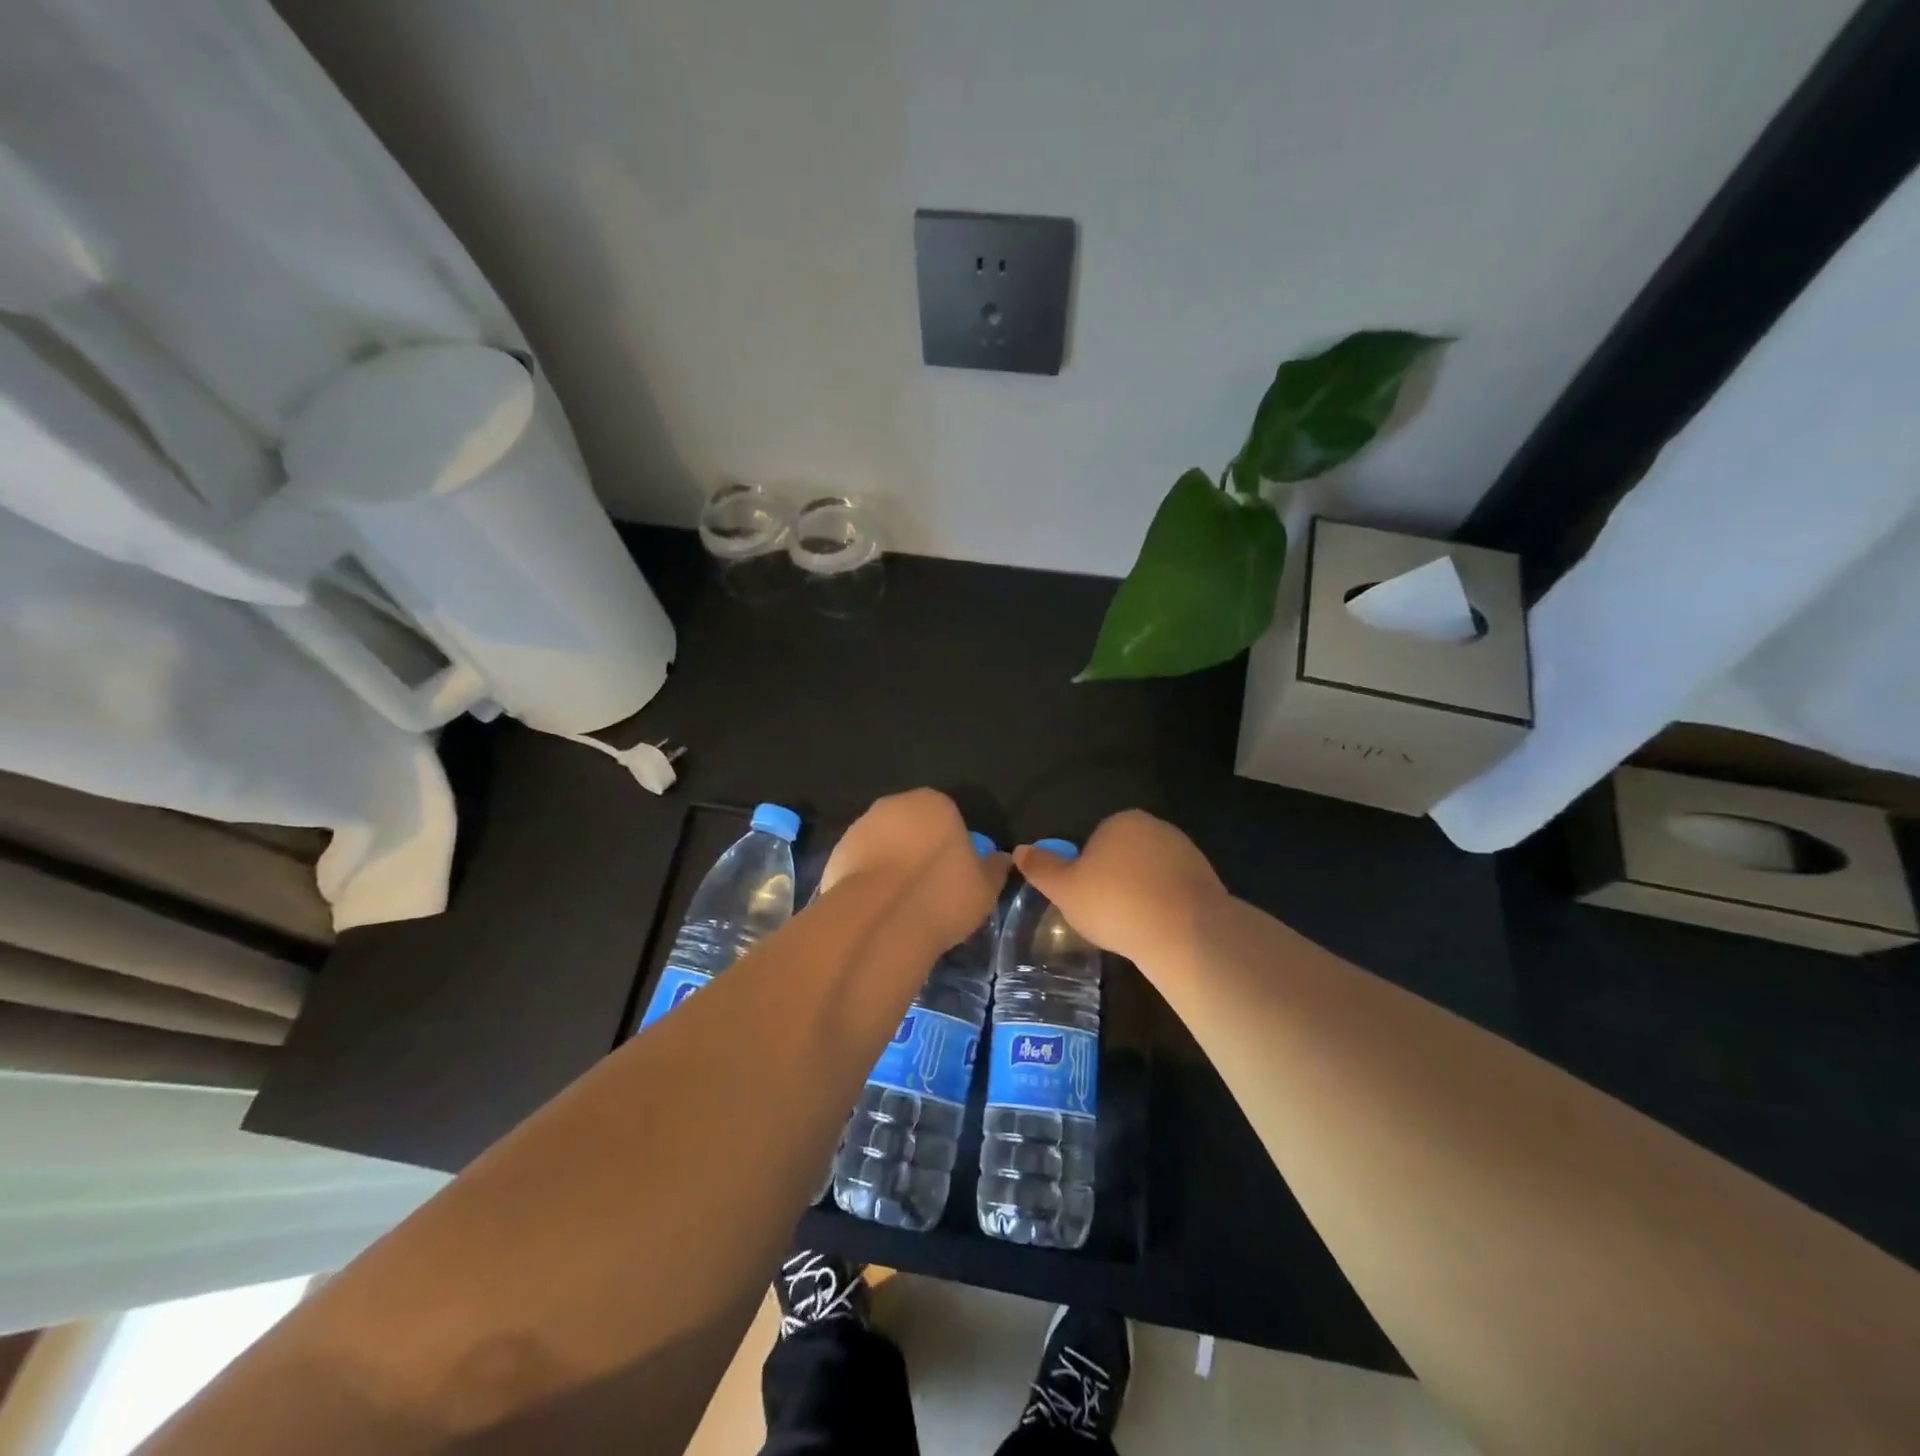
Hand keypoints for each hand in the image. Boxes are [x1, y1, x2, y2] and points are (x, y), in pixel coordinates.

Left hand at [821, 789, 1010, 951]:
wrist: (879, 920)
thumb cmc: (941, 895)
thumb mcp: (985, 888)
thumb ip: (993, 869)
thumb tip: (1001, 859)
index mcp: (935, 803)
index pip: (948, 816)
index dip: (952, 845)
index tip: (955, 875)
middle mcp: (895, 805)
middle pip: (913, 825)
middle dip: (919, 849)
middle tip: (929, 888)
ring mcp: (861, 827)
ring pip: (885, 843)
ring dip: (892, 863)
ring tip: (902, 902)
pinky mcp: (836, 852)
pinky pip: (861, 864)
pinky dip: (870, 880)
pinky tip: (878, 908)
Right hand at [1013, 810, 1226, 970]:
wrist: (1184, 932)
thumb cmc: (1115, 903)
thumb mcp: (1064, 889)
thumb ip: (1041, 868)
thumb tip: (1019, 850)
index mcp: (1121, 821)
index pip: (1095, 841)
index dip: (1086, 871)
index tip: (1086, 898)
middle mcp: (1156, 827)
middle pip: (1124, 855)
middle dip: (1115, 880)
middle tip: (1106, 915)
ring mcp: (1186, 852)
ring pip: (1150, 874)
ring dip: (1141, 894)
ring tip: (1132, 927)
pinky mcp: (1207, 879)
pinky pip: (1174, 891)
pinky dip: (1164, 907)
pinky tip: (1157, 929)